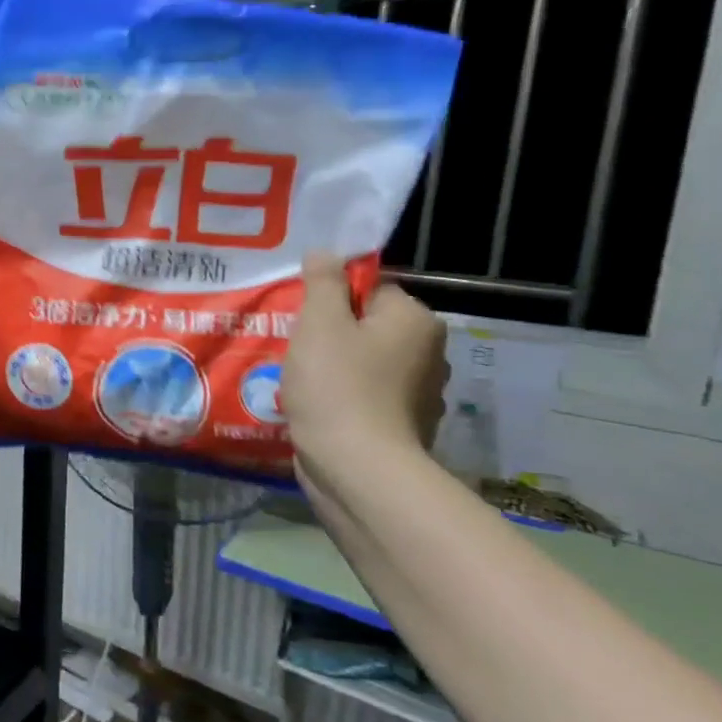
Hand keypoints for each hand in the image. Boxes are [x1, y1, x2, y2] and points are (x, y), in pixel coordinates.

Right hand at [284, 252, 447, 466]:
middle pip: (366, 326)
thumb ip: (322, 283)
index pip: (371, 289)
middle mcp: (427, 353)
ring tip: (298, 379)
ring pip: (363, 363)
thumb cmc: (337, 386)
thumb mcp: (320, 323)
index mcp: (415, 320)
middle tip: (294, 347)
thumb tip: (326, 253)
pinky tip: (314, 407)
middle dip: (330, 335)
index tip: (302, 318)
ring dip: (333, 368)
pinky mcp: (400, 427)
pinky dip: (341, 398)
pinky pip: (363, 397)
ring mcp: (417, 394)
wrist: (357, 468)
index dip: (331, 298)